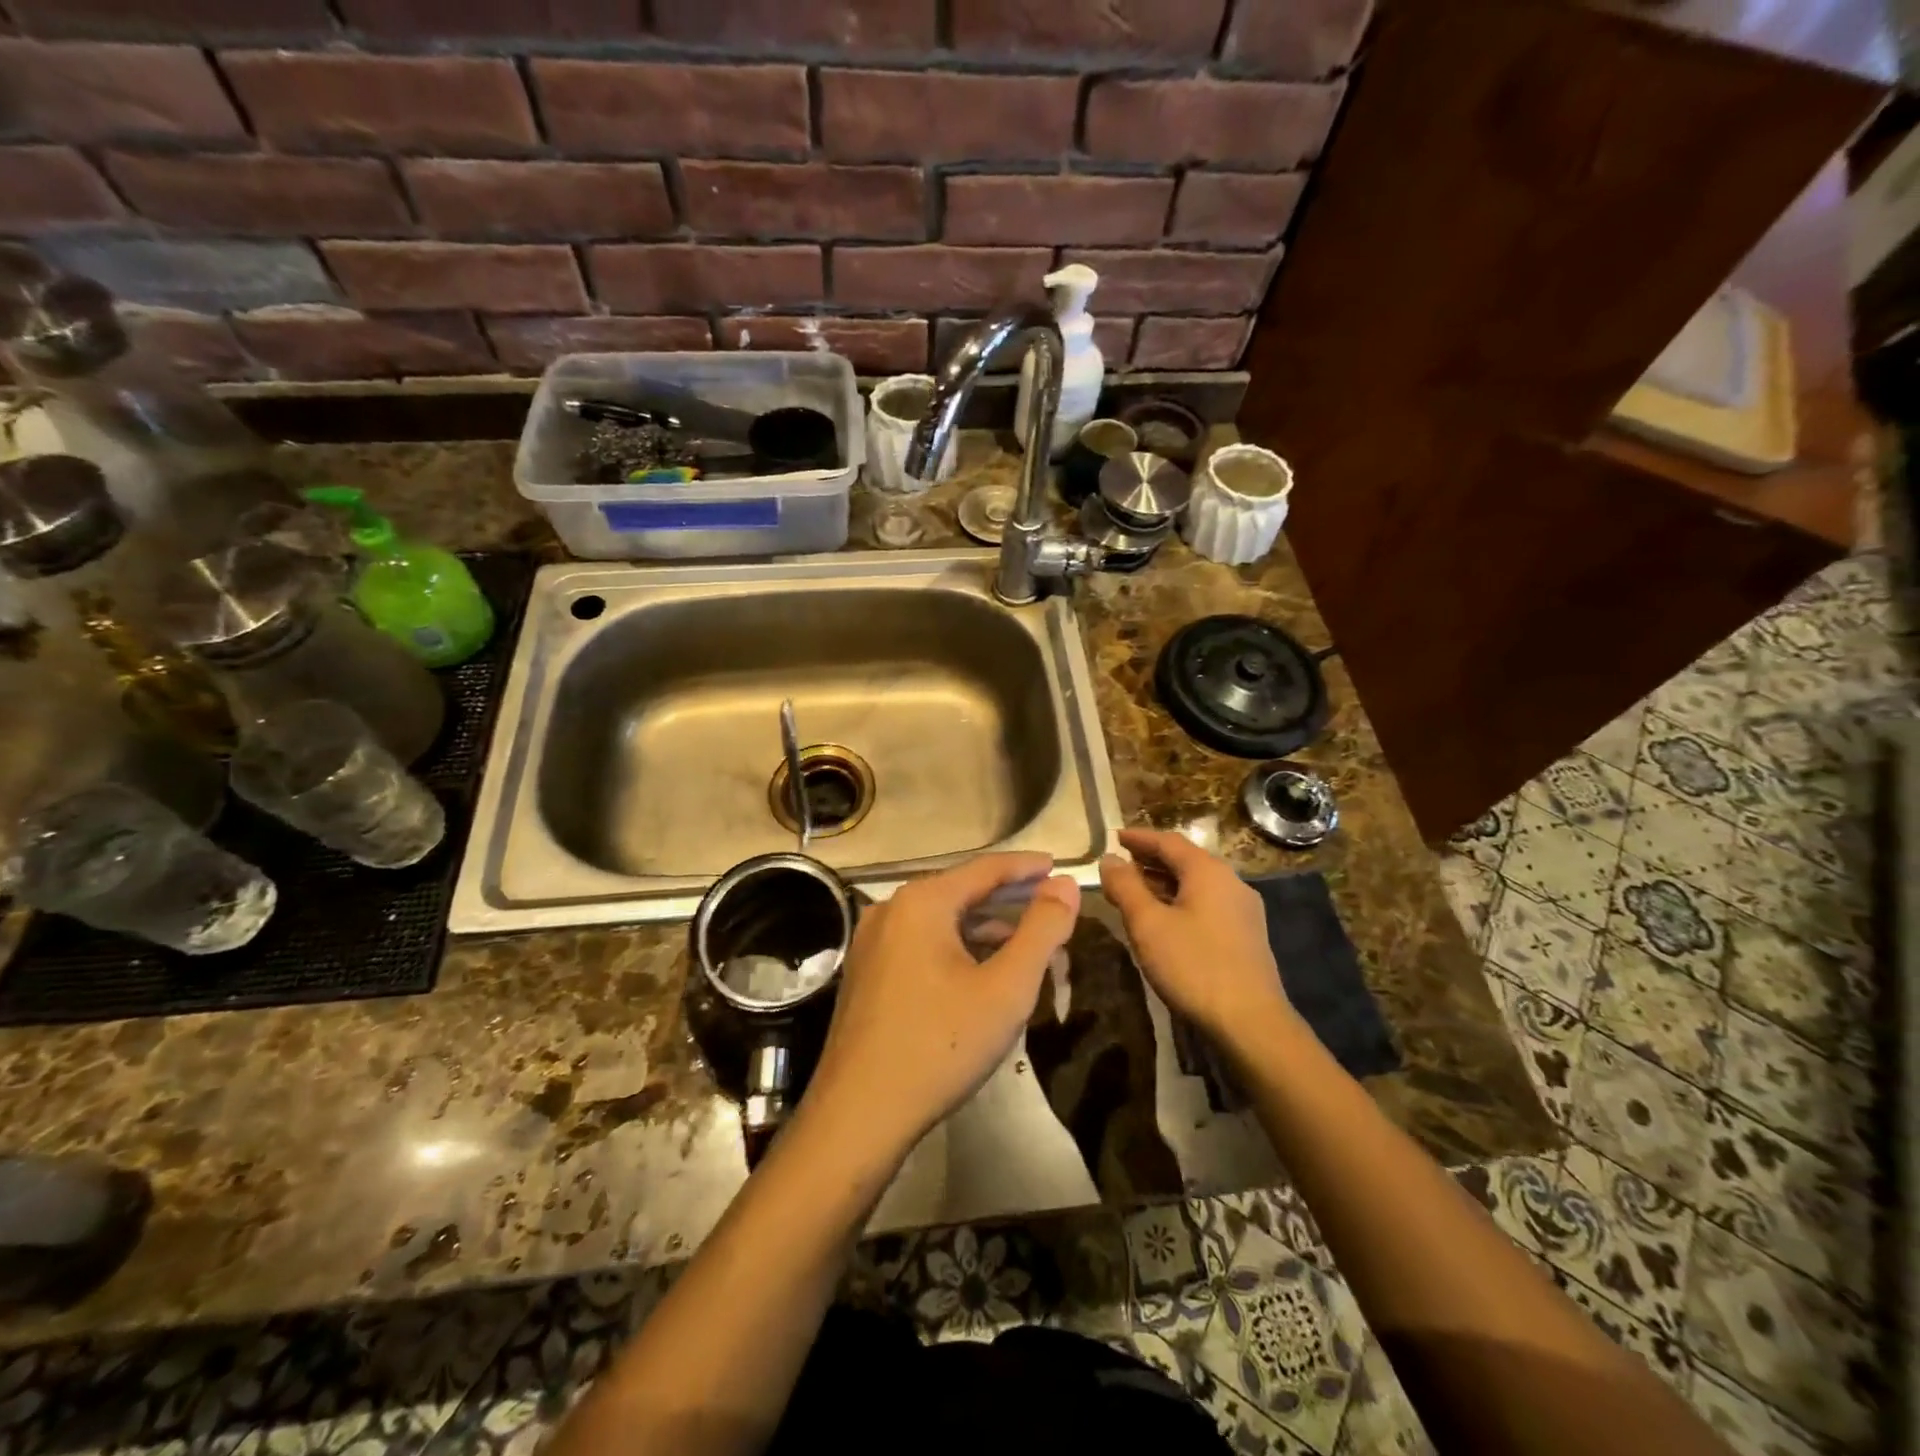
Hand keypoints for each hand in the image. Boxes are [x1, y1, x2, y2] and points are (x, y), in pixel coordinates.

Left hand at [806, 852, 1079, 1156]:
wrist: (858, 1115)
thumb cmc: (940, 1045)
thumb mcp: (1006, 988)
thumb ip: (1042, 930)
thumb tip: (1065, 885)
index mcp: (920, 902)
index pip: (984, 868)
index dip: (1026, 866)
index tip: (1059, 865)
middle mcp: (890, 910)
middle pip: (960, 891)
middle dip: (1008, 900)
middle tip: (1051, 905)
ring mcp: (872, 942)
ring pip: (941, 921)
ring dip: (984, 928)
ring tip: (1025, 942)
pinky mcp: (867, 972)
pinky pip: (921, 944)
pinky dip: (957, 948)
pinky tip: (981, 971)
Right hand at [1099, 828, 1298, 1044]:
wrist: (1251, 1023)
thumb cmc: (1194, 965)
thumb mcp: (1148, 924)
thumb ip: (1125, 887)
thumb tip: (1109, 859)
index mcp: (1208, 871)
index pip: (1168, 841)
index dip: (1139, 838)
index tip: (1114, 837)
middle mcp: (1230, 882)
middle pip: (1185, 860)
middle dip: (1151, 860)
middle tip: (1121, 864)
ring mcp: (1243, 910)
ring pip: (1196, 884)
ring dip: (1164, 882)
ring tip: (1135, 891)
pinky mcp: (1246, 936)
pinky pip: (1207, 904)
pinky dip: (1180, 901)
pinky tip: (1165, 920)